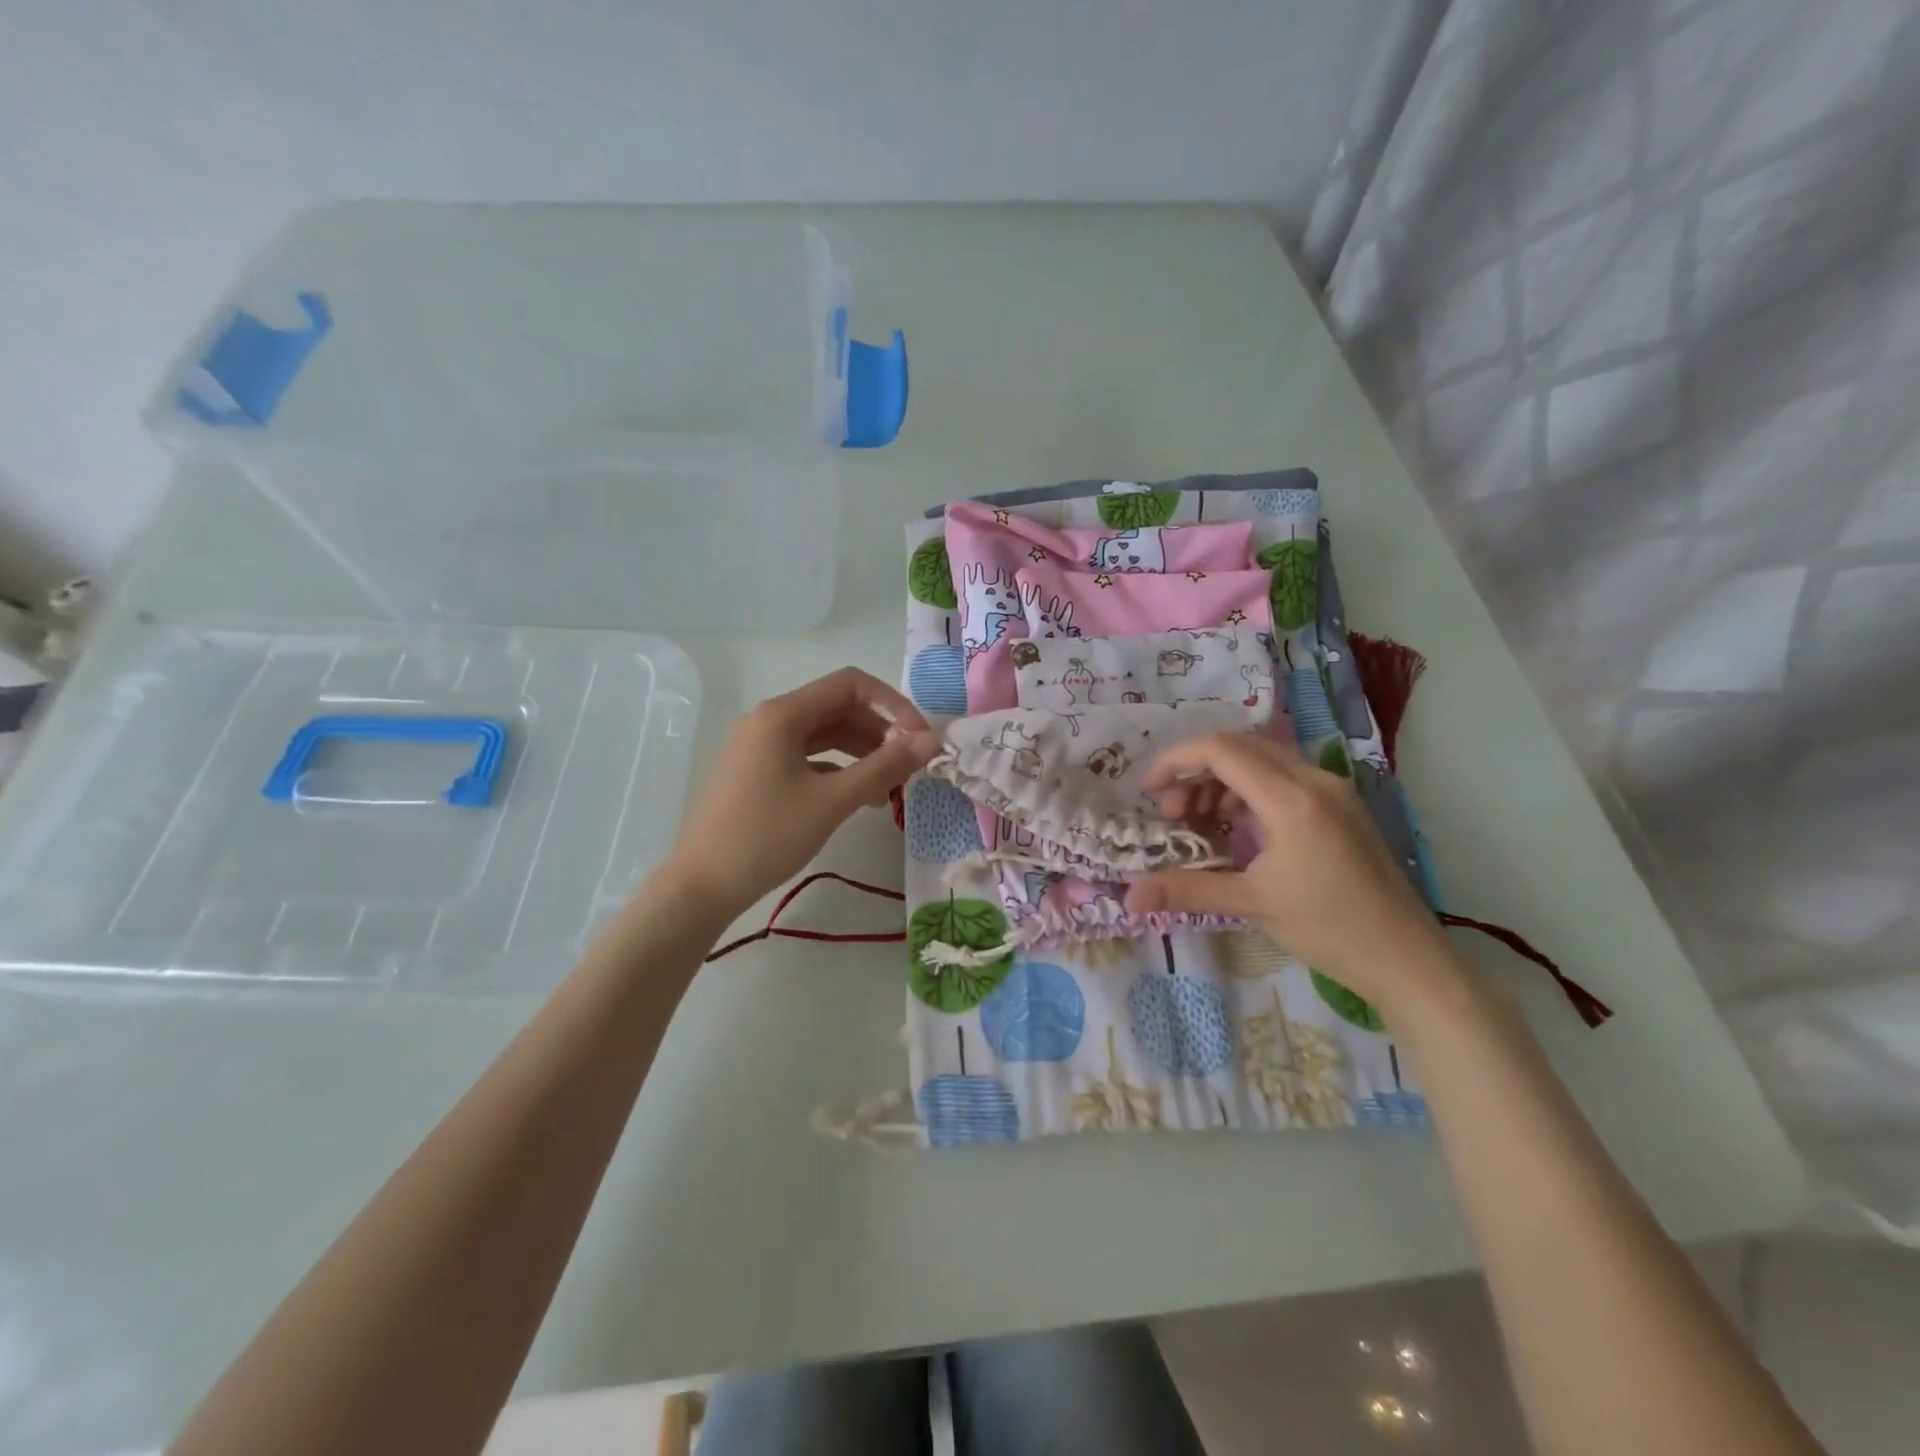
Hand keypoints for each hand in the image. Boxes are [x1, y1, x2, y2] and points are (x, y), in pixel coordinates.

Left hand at [659, 667, 934, 917]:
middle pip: (837, 708)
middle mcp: (768, 720)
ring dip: (862, 752)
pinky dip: (837, 769)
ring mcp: (758, 746)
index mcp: (782, 714)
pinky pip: (806, 757)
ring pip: (823, 735)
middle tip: (910, 766)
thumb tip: (932, 740)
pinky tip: (860, 798)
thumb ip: (885, 767)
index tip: (919, 739)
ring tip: (891, 786)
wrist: (700, 886)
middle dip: (879, 731)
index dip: (893, 704)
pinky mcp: (756, 771)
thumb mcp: (832, 801)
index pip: (851, 685)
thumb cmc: (767, 837)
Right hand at [1126, 733, 1462, 1019]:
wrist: (1408, 959)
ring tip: (1199, 824)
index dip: (1176, 761)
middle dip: (1195, 773)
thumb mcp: (1251, 904)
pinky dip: (1248, 793)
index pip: (1221, 751)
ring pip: (1262, 761)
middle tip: (1172, 814)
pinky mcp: (1341, 806)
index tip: (1148, 791)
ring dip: (1221, 783)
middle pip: (1240, 748)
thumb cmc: (1329, 929)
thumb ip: (1186, 890)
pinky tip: (1237, 830)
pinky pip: (1283, 779)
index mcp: (1292, 798)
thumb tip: (1128, 897)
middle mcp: (1314, 780)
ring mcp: (1332, 790)